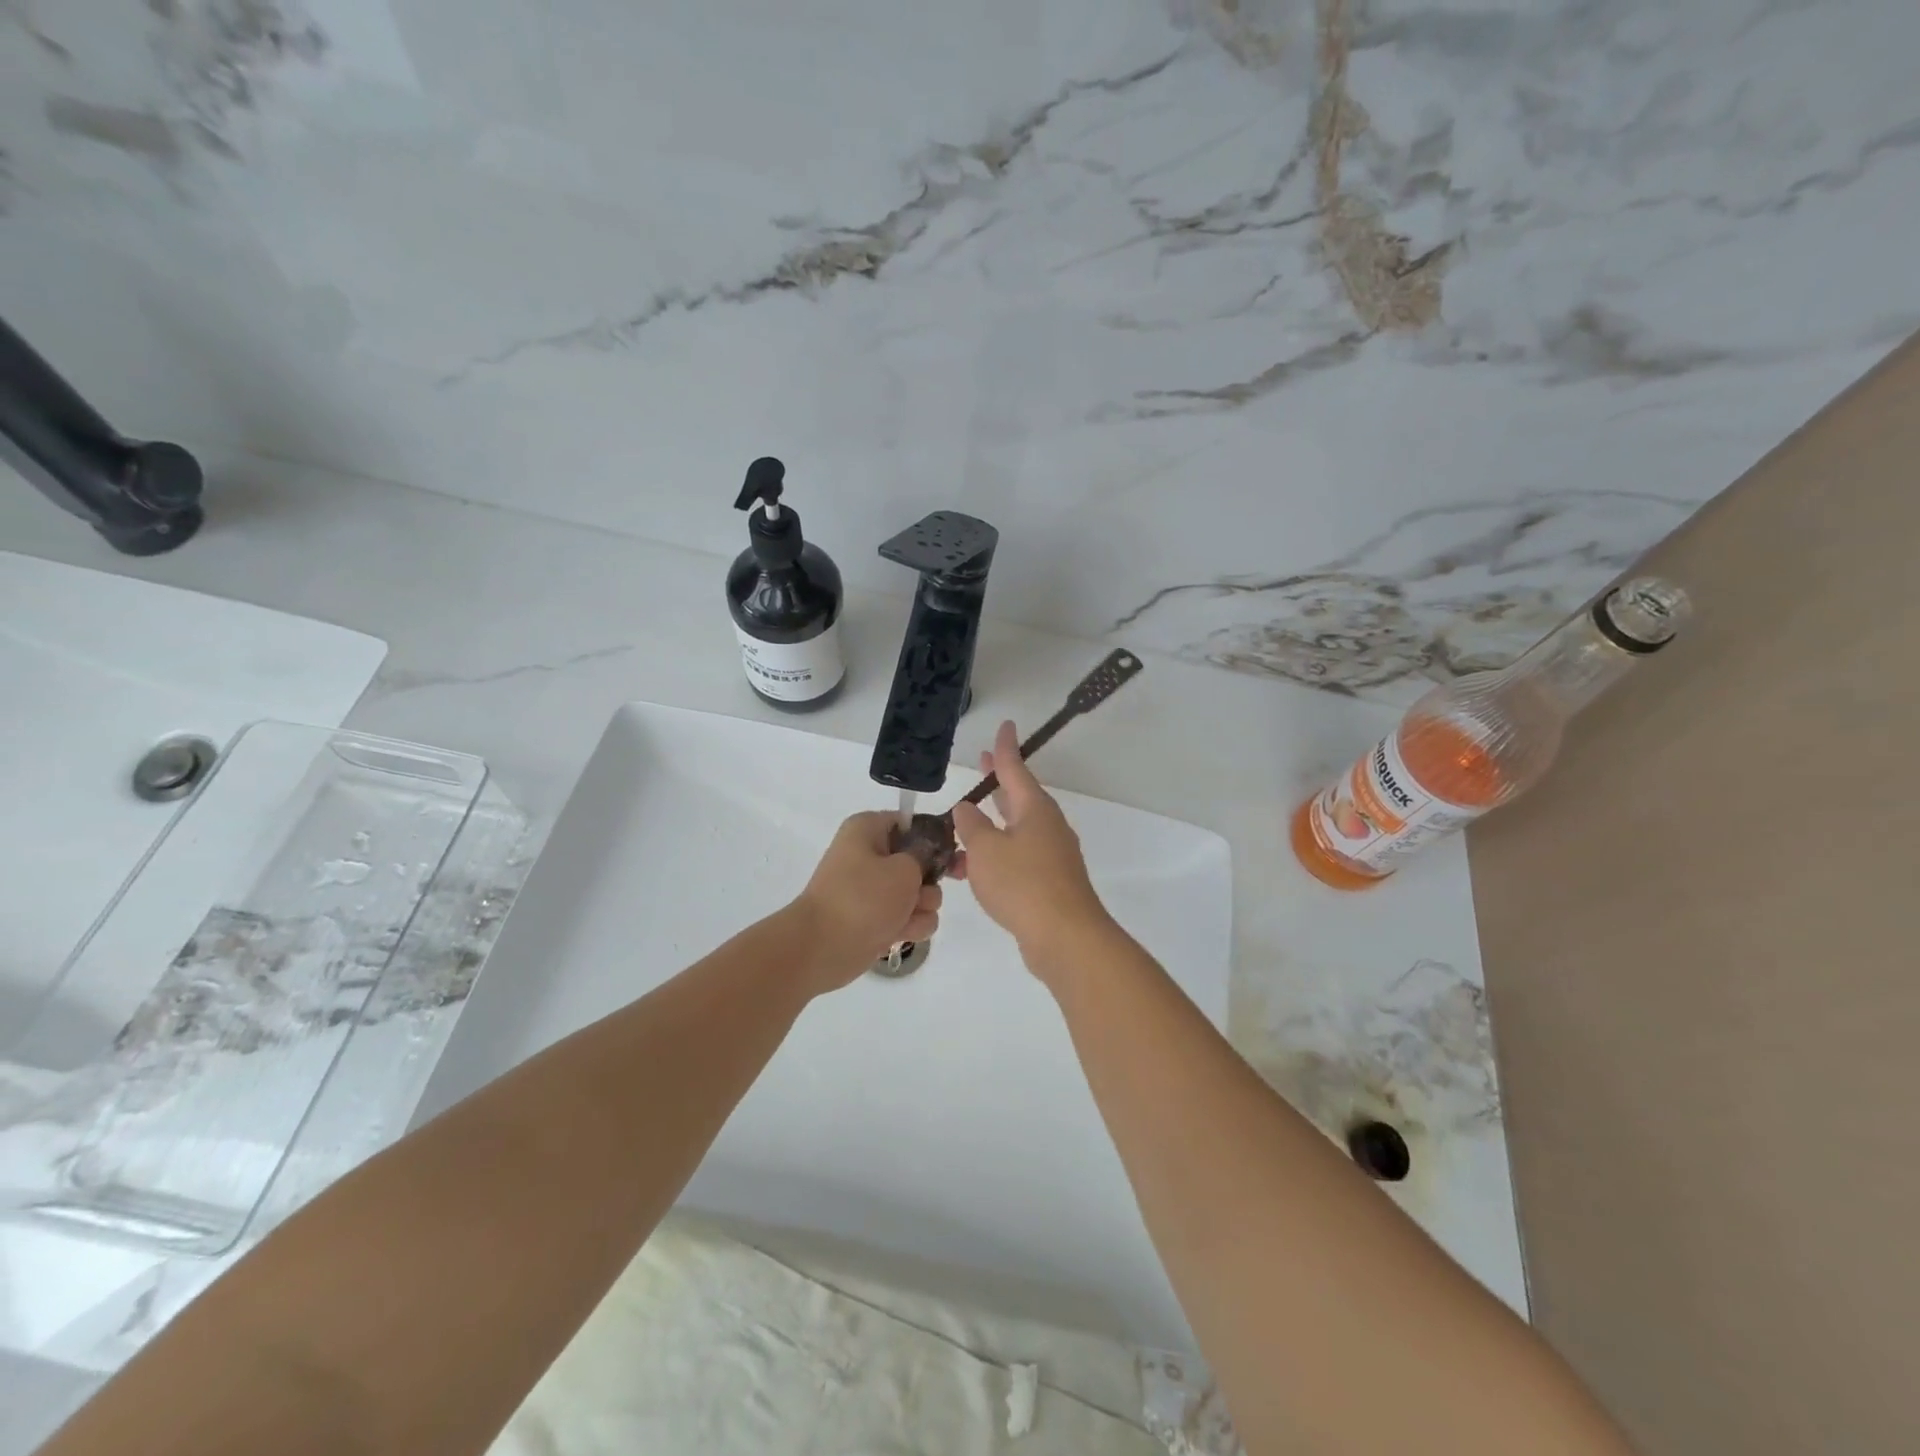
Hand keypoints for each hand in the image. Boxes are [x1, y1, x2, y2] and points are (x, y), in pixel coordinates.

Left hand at [791, 811, 942, 991]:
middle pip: (920, 862)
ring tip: (905, 918)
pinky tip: (900, 935)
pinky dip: (910, 927)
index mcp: (868, 830)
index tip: (951, 854)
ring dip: (922, 908)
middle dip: (929, 882)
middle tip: (922, 894)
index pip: (912, 823)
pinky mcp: (876, 919)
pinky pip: (909, 918)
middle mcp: (870, 855)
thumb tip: (927, 855)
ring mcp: (873, 890)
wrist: (822, 948)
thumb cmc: (862, 898)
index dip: (934, 838)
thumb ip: (926, 856)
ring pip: (920, 894)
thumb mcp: (903, 869)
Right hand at [950, 721, 1110, 970]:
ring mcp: (1051, 855)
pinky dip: (995, 857)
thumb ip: (971, 826)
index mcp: (1035, 809)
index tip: (1005, 725)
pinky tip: (972, 871)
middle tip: (984, 764)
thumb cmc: (1023, 883)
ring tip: (960, 829)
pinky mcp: (1049, 882)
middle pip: (1019, 796)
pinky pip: (1016, 858)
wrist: (1065, 937)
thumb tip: (966, 809)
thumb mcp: (985, 850)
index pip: (1016, 768)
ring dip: (989, 827)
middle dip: (999, 782)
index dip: (1006, 748)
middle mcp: (1047, 826)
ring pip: (1015, 831)